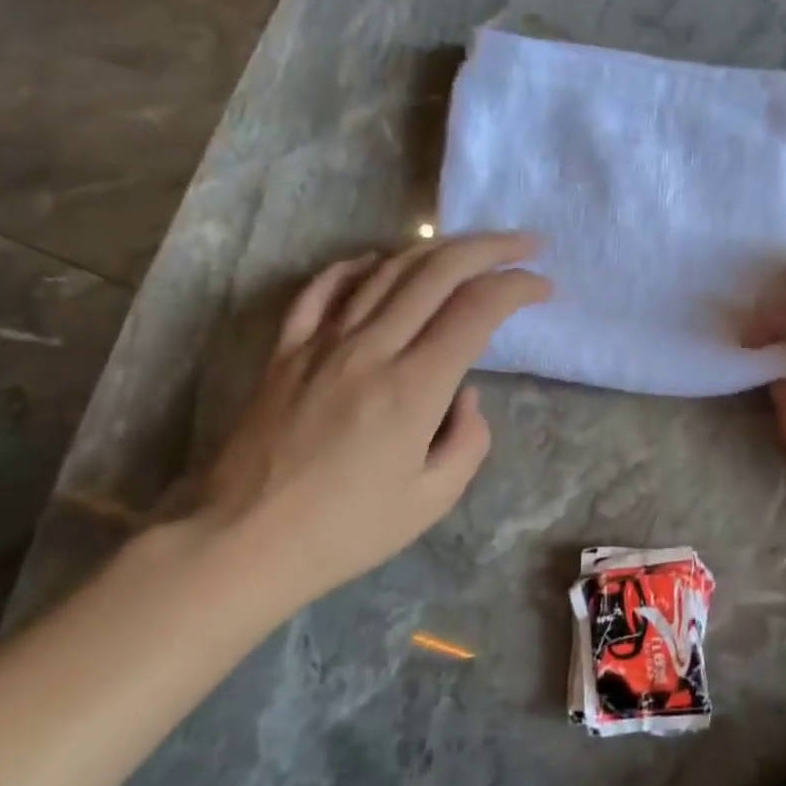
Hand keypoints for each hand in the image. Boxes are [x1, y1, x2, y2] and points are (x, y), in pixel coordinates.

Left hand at [184, 233, 548, 611]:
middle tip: (524, 243)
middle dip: (489, 249)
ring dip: (435, 249)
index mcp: (414, 388)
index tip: (543, 286)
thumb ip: (468, 439)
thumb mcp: (434, 499)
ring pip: (386, 271)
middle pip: (437, 273)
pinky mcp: (285, 351)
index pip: (477, 310)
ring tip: (468, 246)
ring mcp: (322, 344)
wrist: (242, 542)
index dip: (517, 286)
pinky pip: (322, 290)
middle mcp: (370, 349)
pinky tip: (378, 262)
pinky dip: (357, 267)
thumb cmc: (347, 530)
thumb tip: (464, 392)